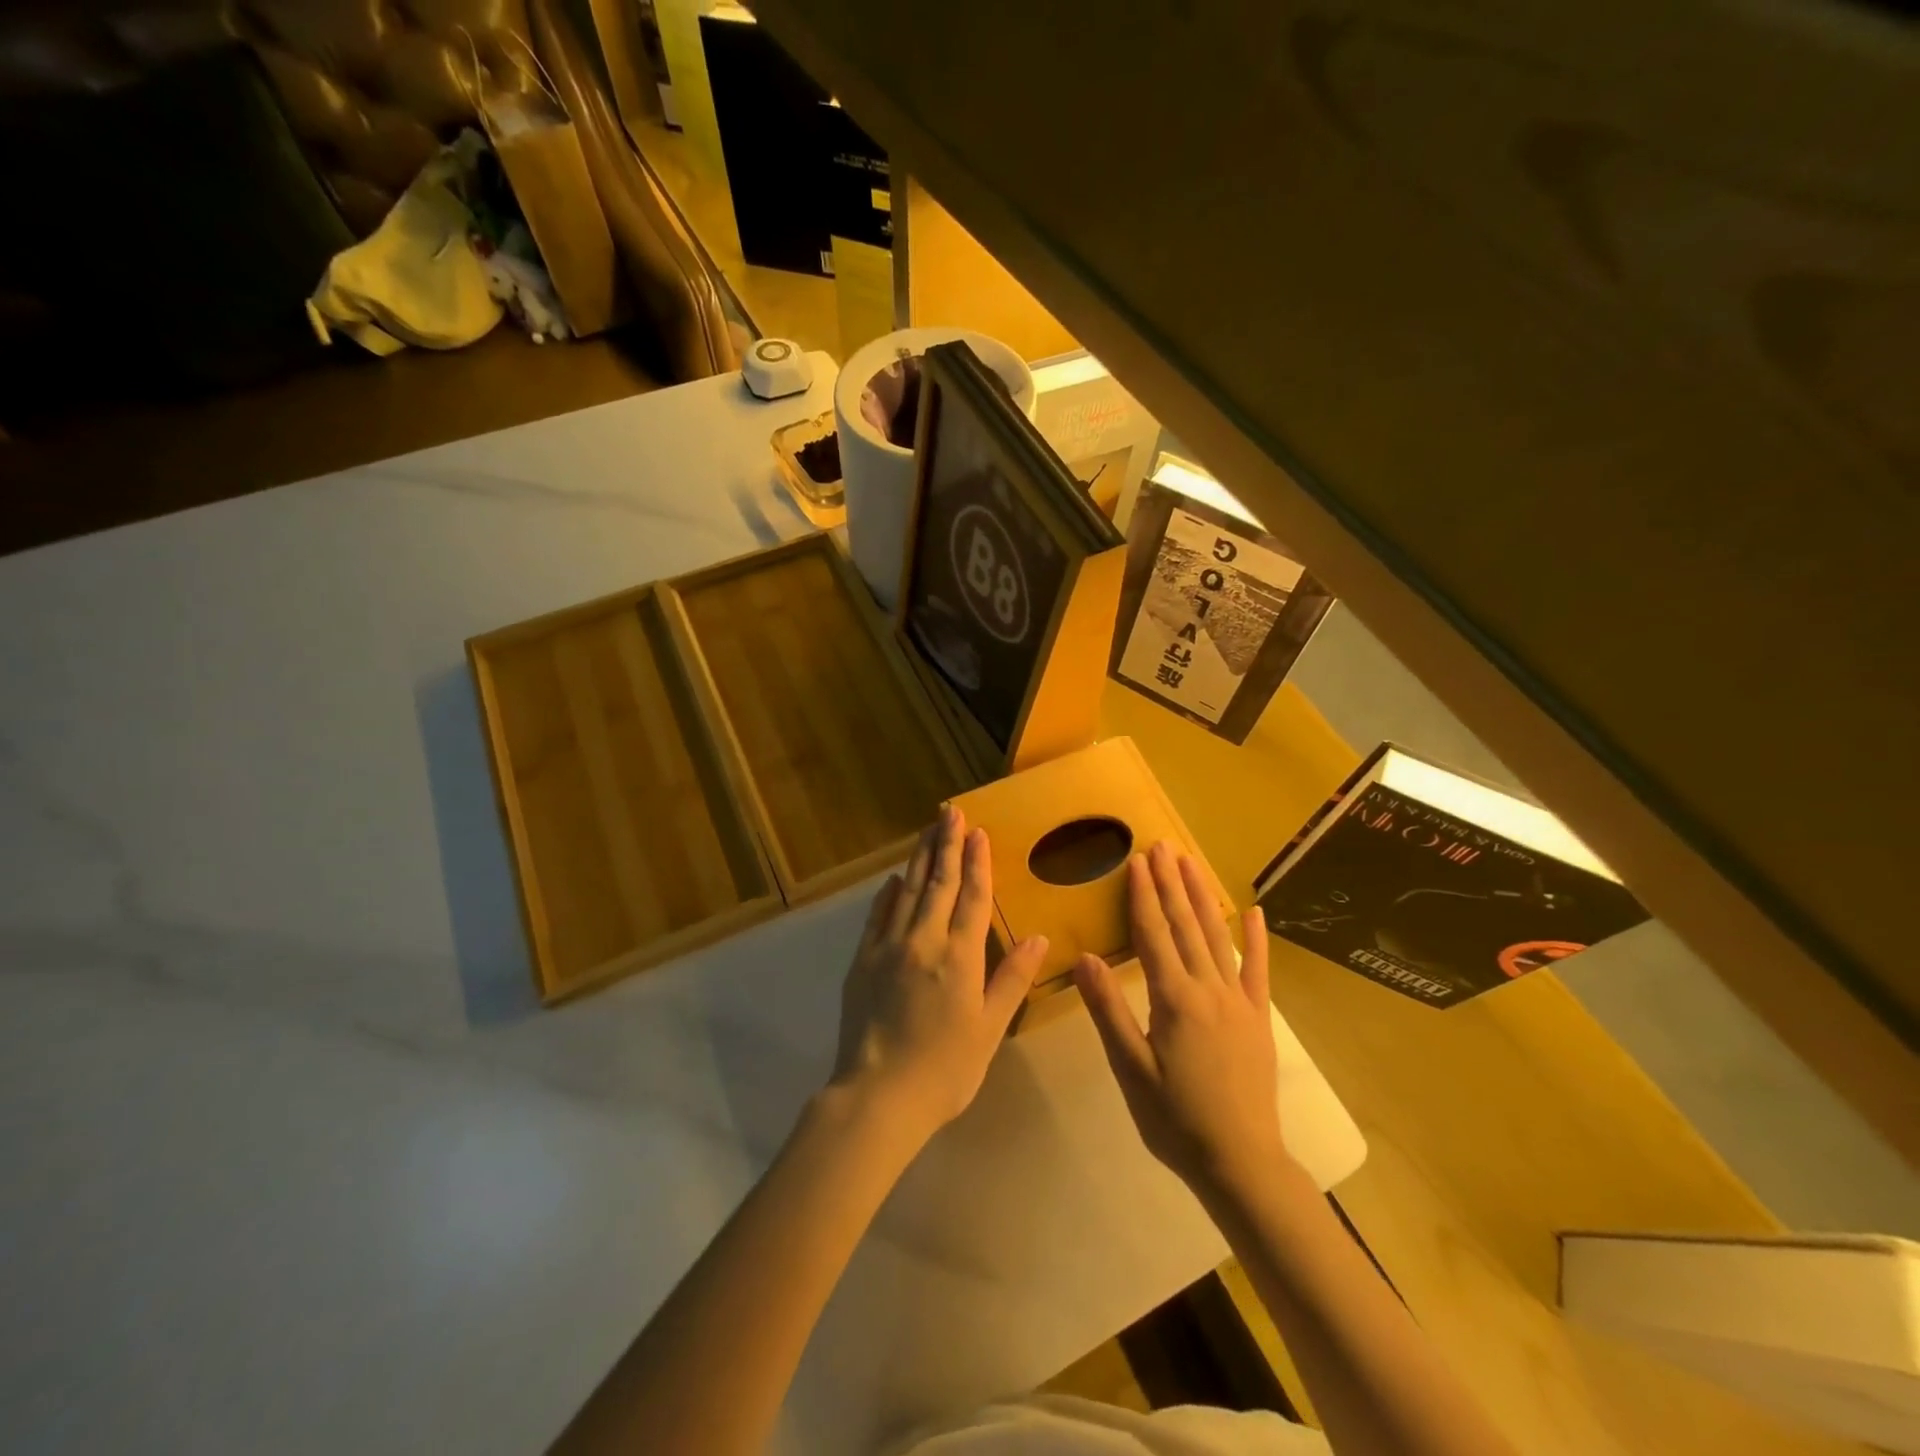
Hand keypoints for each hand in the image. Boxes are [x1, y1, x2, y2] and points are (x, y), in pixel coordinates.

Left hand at [830, 806, 1048, 1143]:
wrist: (878, 1095)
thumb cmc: (945, 1069)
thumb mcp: (990, 1028)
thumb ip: (1012, 979)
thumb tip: (1040, 938)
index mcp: (959, 956)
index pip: (971, 896)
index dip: (976, 862)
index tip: (977, 831)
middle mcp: (923, 940)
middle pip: (937, 883)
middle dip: (946, 844)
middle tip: (950, 812)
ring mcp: (888, 947)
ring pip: (906, 891)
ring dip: (919, 858)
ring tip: (927, 830)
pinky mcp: (862, 961)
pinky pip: (877, 916)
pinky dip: (887, 894)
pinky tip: (893, 880)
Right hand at [1074, 841, 1288, 1203]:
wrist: (1241, 1163)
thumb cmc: (1175, 1120)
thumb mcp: (1131, 1070)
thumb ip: (1109, 1011)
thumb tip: (1084, 958)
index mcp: (1175, 1000)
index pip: (1154, 935)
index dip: (1143, 896)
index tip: (1137, 861)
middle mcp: (1209, 989)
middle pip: (1186, 926)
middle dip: (1171, 883)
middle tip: (1162, 845)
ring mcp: (1239, 1002)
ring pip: (1218, 937)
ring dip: (1203, 897)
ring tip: (1191, 863)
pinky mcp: (1258, 1018)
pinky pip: (1258, 970)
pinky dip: (1256, 939)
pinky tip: (1253, 911)